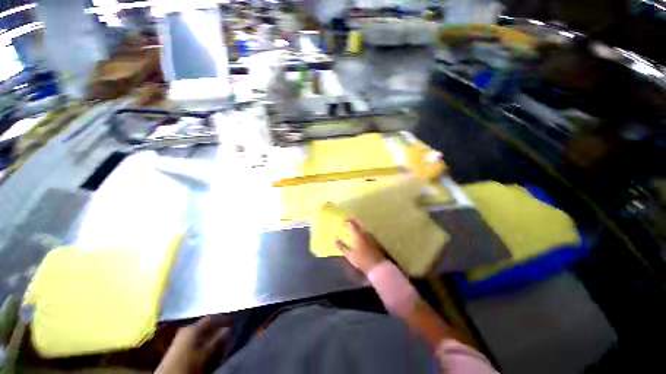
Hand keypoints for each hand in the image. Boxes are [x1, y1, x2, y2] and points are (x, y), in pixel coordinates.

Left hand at [156, 315, 231, 373]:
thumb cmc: (187, 363)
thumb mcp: (205, 353)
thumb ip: (218, 340)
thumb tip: (230, 328)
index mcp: (192, 328)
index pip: (211, 317)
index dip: (223, 318)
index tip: (233, 319)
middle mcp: (187, 329)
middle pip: (206, 325)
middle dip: (218, 327)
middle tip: (229, 329)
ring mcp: (182, 337)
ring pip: (202, 332)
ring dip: (212, 334)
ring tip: (222, 337)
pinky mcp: (180, 345)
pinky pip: (197, 338)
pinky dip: (205, 340)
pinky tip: (210, 344)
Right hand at [336, 219, 385, 273]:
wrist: (378, 266)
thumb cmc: (362, 260)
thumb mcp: (349, 254)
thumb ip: (341, 246)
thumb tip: (335, 240)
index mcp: (358, 234)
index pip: (352, 223)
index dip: (347, 221)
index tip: (343, 222)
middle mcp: (365, 232)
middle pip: (359, 223)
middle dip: (354, 221)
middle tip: (348, 222)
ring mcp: (372, 236)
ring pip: (364, 228)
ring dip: (358, 226)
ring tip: (353, 230)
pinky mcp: (376, 241)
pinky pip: (367, 233)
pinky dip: (362, 232)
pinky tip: (361, 237)